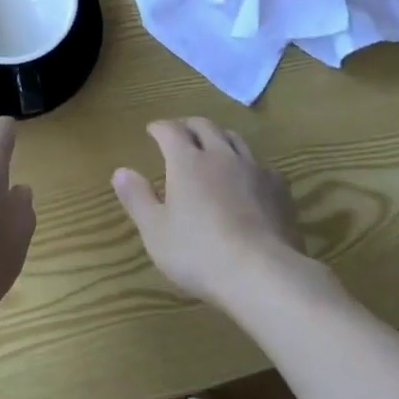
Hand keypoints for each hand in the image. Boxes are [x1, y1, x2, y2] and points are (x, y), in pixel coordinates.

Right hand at [112, 118, 306, 310]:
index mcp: (187, 161)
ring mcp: (253, 168)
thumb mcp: (156, 232)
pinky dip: (248, 164)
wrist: (262, 274)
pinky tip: (249, 178)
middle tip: (181, 132)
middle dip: (189, 125)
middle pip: (204, 126)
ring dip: (219, 137)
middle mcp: (220, 155)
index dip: (160, 128)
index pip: (170, 131)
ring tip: (214, 146)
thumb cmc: (200, 253)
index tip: (153, 130)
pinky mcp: (278, 188)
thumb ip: (137, 198)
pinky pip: (261, 164)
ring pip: (234, 139)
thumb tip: (120, 171)